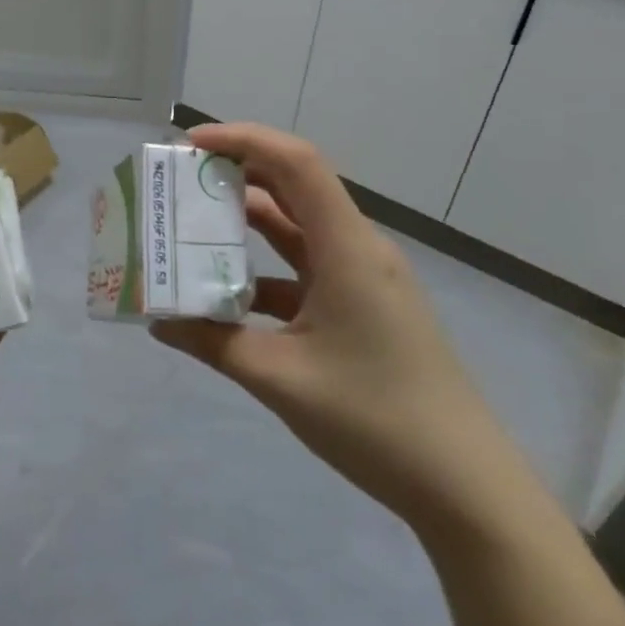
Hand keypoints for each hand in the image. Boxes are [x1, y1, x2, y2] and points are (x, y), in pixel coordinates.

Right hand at [152, 123, 523, 534]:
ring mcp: (365, 279)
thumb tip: (159, 323)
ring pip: (300, 229)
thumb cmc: (374, 418)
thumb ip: (214, 342)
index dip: (243, 140)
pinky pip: (307, 270)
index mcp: (347, 248)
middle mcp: (358, 249)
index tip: (190, 144)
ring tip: (194, 225)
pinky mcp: (365, 307)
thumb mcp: (280, 378)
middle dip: (239, 173)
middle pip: (296, 186)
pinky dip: (266, 270)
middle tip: (182, 181)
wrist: (464, 486)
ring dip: (250, 222)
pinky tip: (229, 295)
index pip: (296, 162)